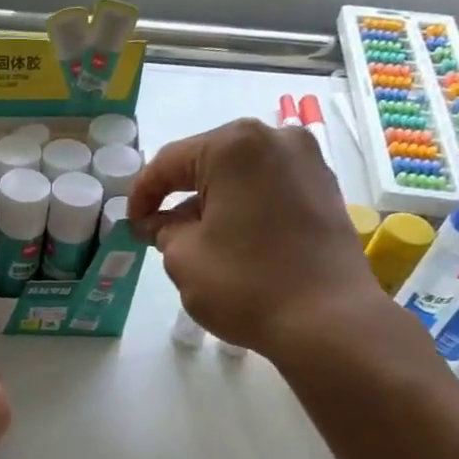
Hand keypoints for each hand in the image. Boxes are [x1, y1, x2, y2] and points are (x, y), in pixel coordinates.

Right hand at [129, 118, 383, 359]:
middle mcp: (276, 138)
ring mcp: (308, 161)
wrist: (328, 319)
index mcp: (234, 145)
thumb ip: (163, 230)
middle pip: (209, 162)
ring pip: (241, 176)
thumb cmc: (246, 284)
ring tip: (197, 241)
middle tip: (159, 230)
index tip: (130, 224)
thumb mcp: (183, 259)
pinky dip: (245, 207)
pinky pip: (270, 188)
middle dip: (180, 195)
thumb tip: (157, 222)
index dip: (142, 194)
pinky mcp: (326, 189)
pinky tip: (235, 240)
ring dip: (214, 202)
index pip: (170, 162)